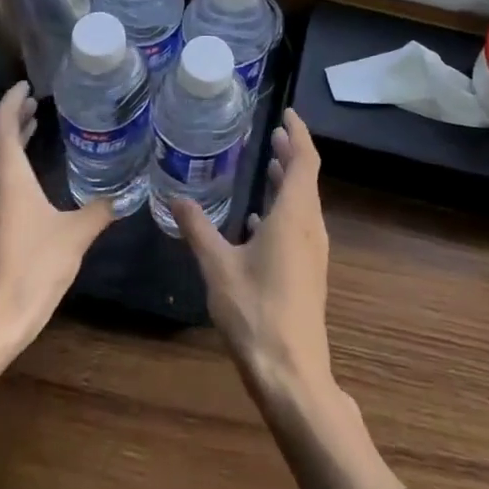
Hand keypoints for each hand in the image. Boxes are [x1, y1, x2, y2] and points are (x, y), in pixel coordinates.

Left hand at [0, 81, 114, 351]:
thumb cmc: (32, 269)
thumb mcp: (75, 236)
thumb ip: (99, 210)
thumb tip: (125, 194)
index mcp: (7, 175)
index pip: (2, 122)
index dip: (13, 100)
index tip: (28, 85)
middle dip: (11, 116)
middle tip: (36, 103)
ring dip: (6, 140)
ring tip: (31, 128)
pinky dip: (5, 163)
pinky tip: (24, 176)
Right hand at [173, 109, 334, 406]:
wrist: (292, 374)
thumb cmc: (255, 312)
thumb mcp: (218, 266)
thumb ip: (198, 228)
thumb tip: (175, 197)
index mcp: (294, 215)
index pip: (305, 160)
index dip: (299, 134)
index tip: (288, 114)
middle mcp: (310, 226)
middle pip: (306, 178)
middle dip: (292, 153)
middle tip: (273, 134)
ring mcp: (313, 251)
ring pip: (304, 203)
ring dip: (289, 181)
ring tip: (269, 165)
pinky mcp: (309, 272)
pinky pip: (300, 225)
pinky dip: (284, 209)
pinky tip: (260, 220)